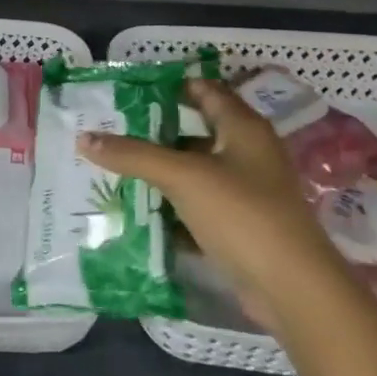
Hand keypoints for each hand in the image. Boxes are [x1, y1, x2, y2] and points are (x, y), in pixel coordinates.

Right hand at [79, 78, 376, 375]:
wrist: (293, 289)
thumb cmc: (242, 214)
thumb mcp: (183, 177)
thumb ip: (133, 155)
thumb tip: (84, 137)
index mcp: (243, 128)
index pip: (205, 90)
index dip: (170, 86)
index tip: (128, 89)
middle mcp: (247, 153)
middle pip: (195, 130)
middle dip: (154, 130)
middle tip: (109, 127)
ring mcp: (245, 192)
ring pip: (193, 170)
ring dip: (158, 170)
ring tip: (112, 164)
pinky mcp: (238, 226)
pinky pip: (195, 205)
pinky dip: (169, 205)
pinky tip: (135, 207)